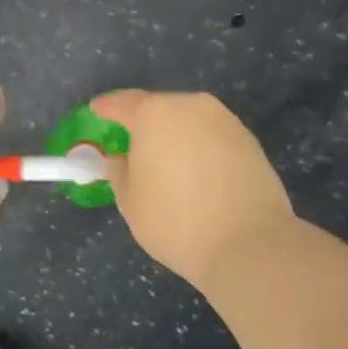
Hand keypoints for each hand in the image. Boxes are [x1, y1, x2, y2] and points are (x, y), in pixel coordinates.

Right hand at [91, 90, 294, 292]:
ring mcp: (224, 120)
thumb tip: (123, 158)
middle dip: (144, 124)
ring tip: (169, 163)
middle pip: (158, 108)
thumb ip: (119, 172)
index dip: (106, 108)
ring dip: (175, 135)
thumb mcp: (131, 202)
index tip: (97, 111)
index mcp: (154, 113)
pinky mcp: (248, 139)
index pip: (121, 103)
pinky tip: (198, 174)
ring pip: (188, 120)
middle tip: (134, 146)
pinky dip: (200, 147)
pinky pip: (212, 136)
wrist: (251, 245)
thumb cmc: (177, 222)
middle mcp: (190, 105)